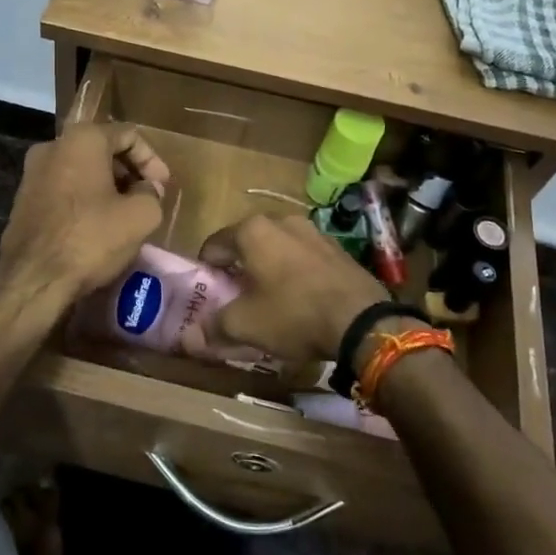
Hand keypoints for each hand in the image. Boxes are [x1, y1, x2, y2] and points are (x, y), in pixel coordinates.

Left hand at [0, 124, 170, 305]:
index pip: (129, 135)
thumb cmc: (90, 238)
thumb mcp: (140, 216)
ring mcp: (33, 172)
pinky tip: (97, 224)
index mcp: (82, 139)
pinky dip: (85, 197)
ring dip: (108, 186)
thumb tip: (146, 189)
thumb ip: (152, 193)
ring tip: (125, 213)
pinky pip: (64, 187)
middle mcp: (53, 146)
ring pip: (82, 169)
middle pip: (103, 149)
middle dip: (129, 172)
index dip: (152, 160)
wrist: (32, 278)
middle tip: (147, 198)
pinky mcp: (24, 197)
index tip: (162, 187)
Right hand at [197, 214, 387, 364]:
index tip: (209, 292)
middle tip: (237, 296)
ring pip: (277, 247)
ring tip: (270, 297)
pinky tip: (300, 297)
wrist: (362, 321)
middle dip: (239, 266)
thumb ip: (215, 326)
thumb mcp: (246, 325)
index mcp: (252, 230)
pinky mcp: (336, 247)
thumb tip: (193, 335)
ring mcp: (313, 230)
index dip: (207, 270)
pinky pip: (303, 256)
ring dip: (268, 266)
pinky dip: (295, 270)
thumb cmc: (294, 314)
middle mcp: (281, 220)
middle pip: (247, 242)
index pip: (214, 244)